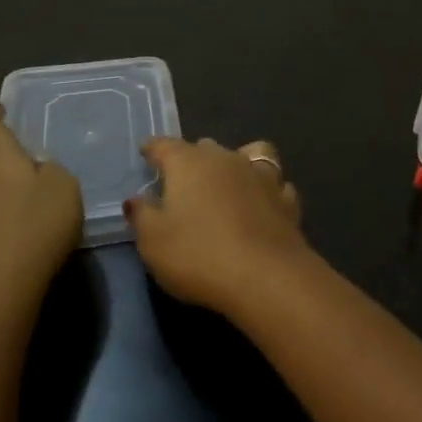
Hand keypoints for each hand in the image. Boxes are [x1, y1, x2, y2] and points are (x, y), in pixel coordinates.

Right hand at [127, 138, 307, 313]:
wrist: (265, 276)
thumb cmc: (198, 255)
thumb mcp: (153, 242)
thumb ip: (142, 216)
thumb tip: (136, 199)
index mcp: (189, 163)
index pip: (166, 146)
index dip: (153, 149)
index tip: (146, 152)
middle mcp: (227, 159)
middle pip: (206, 148)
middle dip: (193, 158)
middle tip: (183, 179)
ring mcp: (262, 176)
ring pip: (248, 154)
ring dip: (236, 163)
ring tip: (228, 181)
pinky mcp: (286, 199)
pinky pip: (275, 183)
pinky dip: (266, 189)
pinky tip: (262, 203)